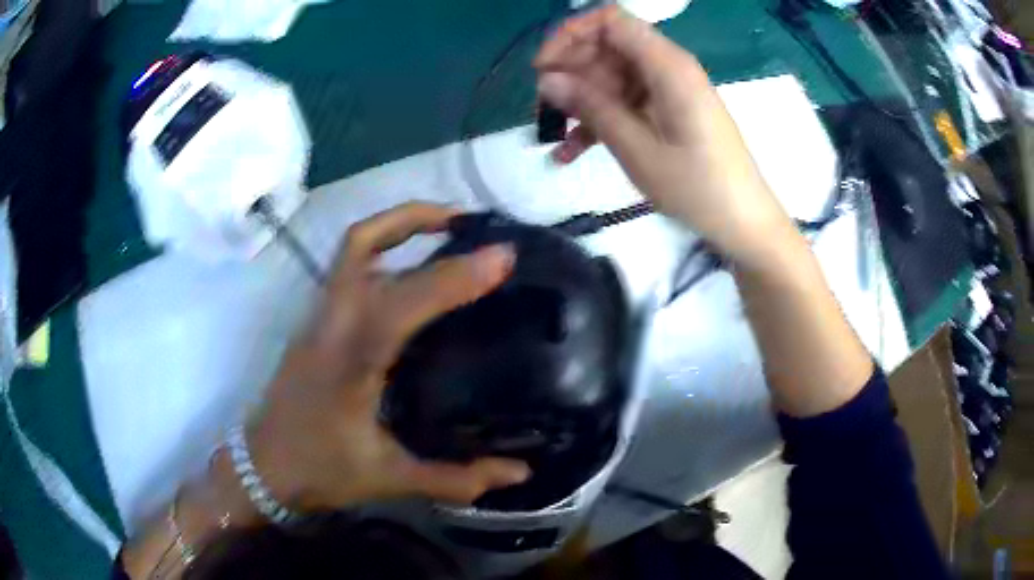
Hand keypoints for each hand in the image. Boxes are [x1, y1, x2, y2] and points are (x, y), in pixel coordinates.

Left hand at [248, 203, 530, 510]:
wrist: (262, 468)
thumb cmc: (320, 471)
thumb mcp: (390, 479)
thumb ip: (457, 478)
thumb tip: (520, 473)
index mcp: (349, 362)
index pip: (401, 304)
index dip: (453, 277)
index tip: (501, 257)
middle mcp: (330, 326)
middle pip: (361, 245)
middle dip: (416, 219)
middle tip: (470, 221)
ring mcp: (318, 319)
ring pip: (351, 250)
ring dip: (397, 227)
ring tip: (446, 229)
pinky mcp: (316, 323)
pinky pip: (349, 269)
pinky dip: (385, 252)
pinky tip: (414, 273)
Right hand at [535, 7, 795, 265]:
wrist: (743, 220)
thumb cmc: (697, 187)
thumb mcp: (638, 149)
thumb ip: (592, 107)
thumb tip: (547, 78)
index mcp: (667, 65)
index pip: (610, 20)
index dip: (570, 33)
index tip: (543, 66)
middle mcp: (667, 67)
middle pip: (607, 46)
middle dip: (570, 70)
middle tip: (543, 106)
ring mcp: (668, 89)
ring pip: (611, 75)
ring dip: (580, 100)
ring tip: (553, 134)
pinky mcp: (667, 110)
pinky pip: (626, 101)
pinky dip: (599, 119)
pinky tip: (571, 151)